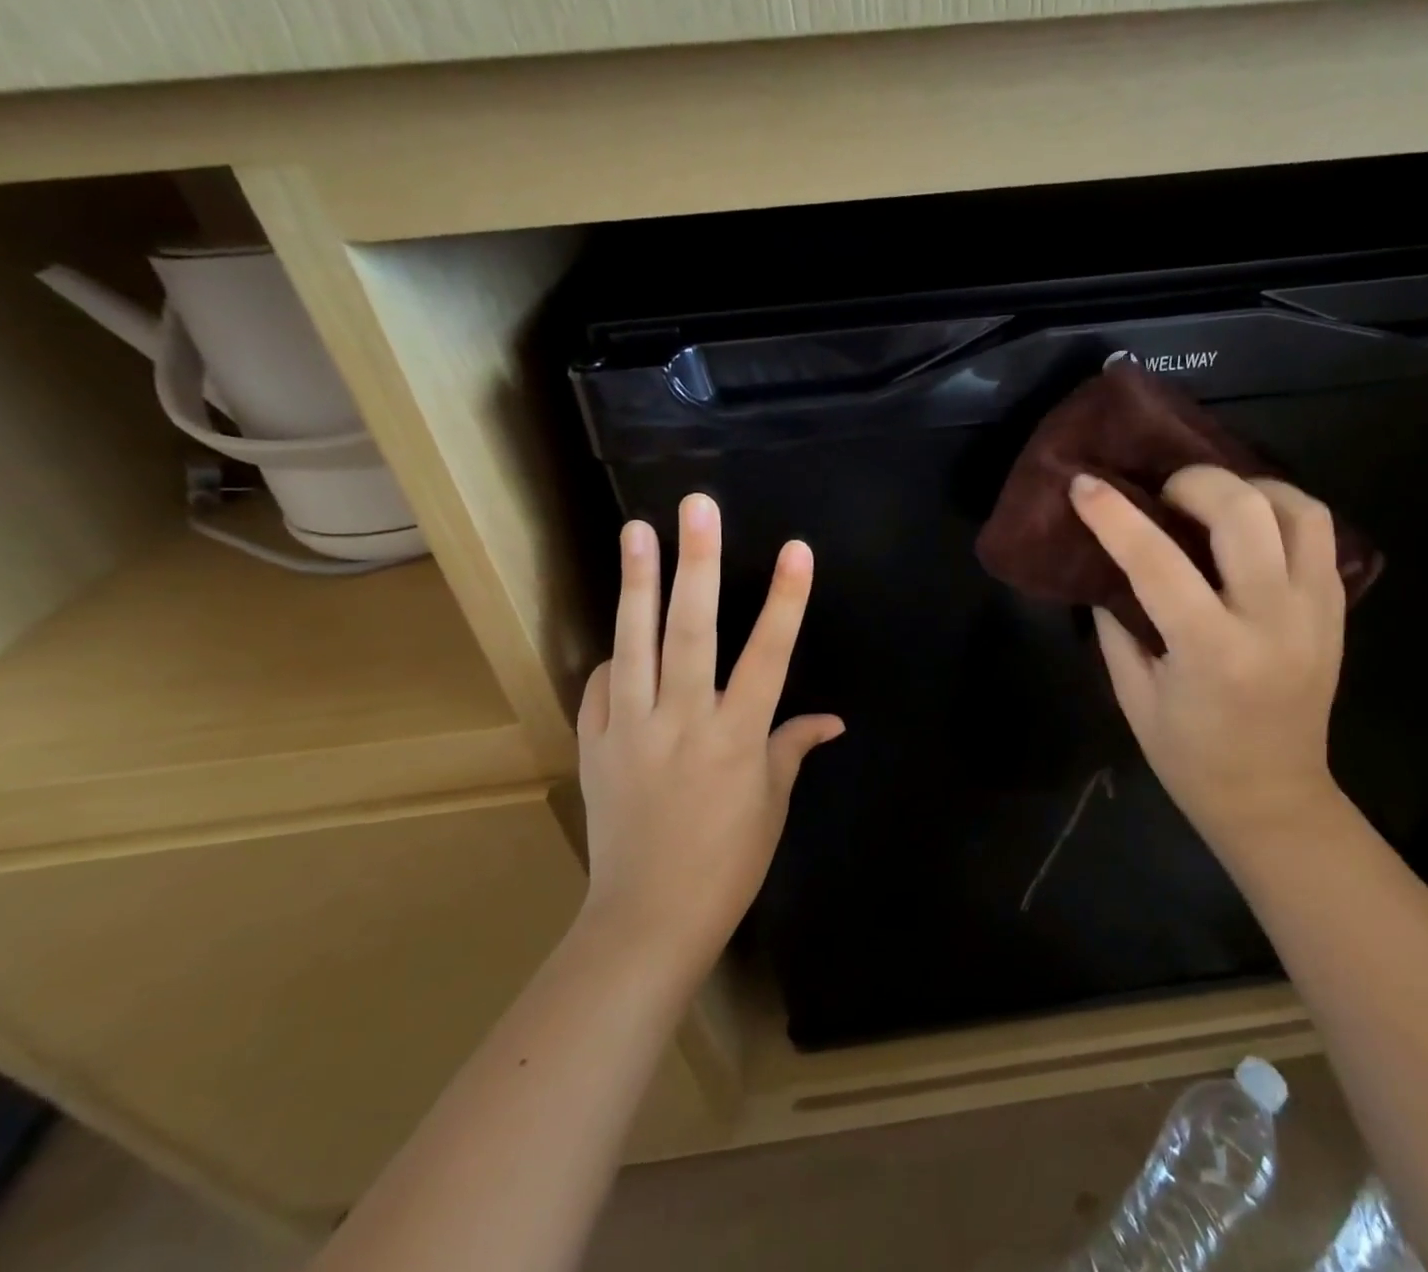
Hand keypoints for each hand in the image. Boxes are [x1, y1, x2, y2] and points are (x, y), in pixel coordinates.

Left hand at [575, 493, 842, 969]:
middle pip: (692, 632)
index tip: (797, 550)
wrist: (648, 919)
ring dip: (637, 584)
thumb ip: (794, 748)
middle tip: (697, 508)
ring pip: (634, 644)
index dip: (785, 601)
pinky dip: (612, 658)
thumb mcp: (772, 804)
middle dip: (698, 564)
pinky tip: (619, 637)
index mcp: (737, 738)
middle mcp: (684, 722)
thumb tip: (832, 719)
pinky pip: (601, 688)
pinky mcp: (595, 746)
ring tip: (636, 531)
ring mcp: (632, 731)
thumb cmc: (728, 862)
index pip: (769, 656)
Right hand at [1069, 465, 1346, 853]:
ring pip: (1298, 511)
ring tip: (1213, 501)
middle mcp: (1273, 622)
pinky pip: (1320, 535)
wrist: (1273, 798)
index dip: (1113, 516)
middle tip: (1163, 494)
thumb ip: (1117, 625)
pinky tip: (1250, 526)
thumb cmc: (1189, 757)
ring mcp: (1315, 613)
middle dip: (1193, 483)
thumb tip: (1104, 566)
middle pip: (1243, 513)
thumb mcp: (1134, 695)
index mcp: (1211, 651)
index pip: (1156, 562)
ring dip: (1248, 489)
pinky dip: (1282, 512)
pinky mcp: (1336, 612)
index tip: (1084, 484)